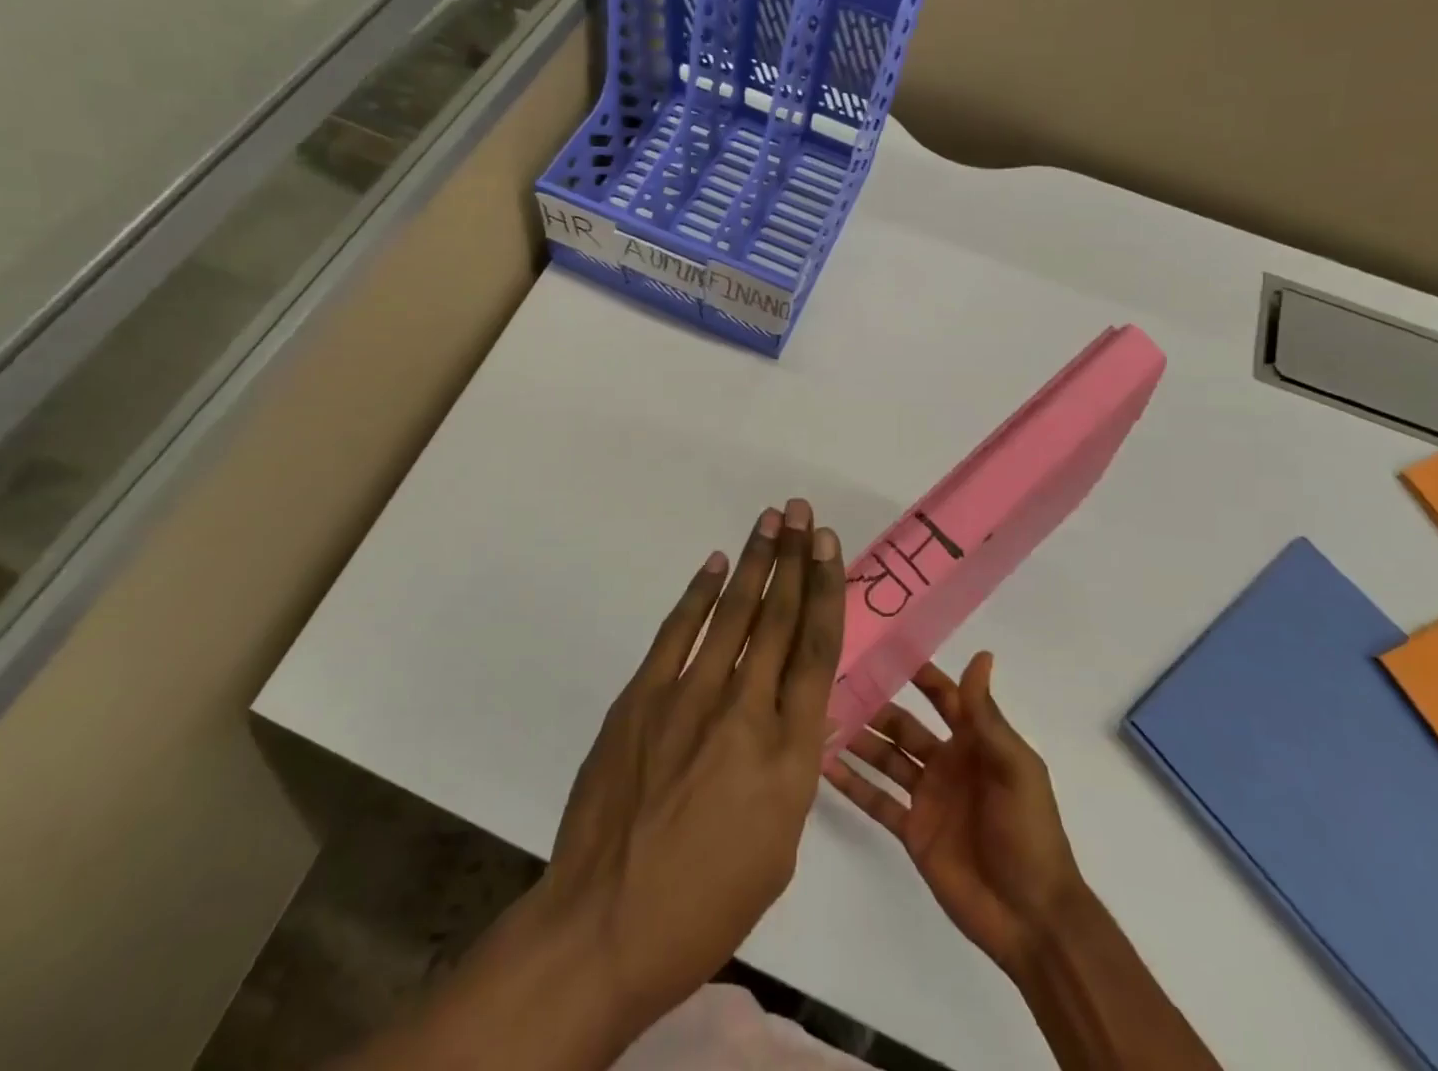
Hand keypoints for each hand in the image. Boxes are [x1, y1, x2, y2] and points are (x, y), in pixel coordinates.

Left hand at [542, 501, 846, 1031]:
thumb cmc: (706, 906)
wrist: (606, 924)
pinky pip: (678, 633)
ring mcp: (687, 698)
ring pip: (731, 614)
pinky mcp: (641, 698)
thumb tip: (794, 711)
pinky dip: (698, 594)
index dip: (825, 590)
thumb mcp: (778, 844)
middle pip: (777, 618)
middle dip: (794, 559)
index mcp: (788, 756)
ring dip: (755, 562)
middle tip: (804, 514)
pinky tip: (716, 565)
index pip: (816, 652)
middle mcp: (743, 712)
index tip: (830, 548)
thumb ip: (790, 766)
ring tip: (772, 521)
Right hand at [824, 652, 1084, 983]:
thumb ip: (986, 716)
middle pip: (903, 725)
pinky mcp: (912, 831)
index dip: (918, 674)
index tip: (884, 649)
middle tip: (836, 683)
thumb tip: (981, 655)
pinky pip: (876, 800)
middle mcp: (947, 763)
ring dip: (858, 739)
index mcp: (975, 743)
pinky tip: (824, 764)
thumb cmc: (1029, 832)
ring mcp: (927, 797)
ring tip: (821, 718)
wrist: (1031, 918)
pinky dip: (852, 783)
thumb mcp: (1014, 767)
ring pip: (885, 758)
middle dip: (874, 705)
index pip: (943, 697)